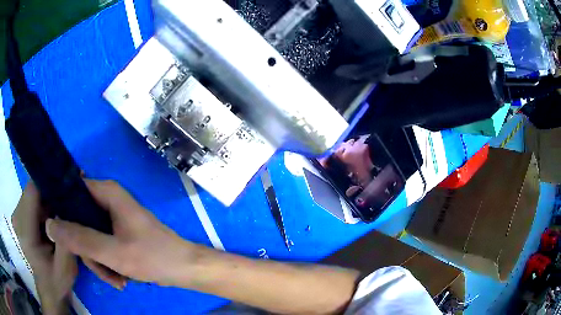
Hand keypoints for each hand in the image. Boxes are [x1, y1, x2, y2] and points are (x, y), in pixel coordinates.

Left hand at [12, 183, 76, 314]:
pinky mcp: (20, 215)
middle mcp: (17, 217)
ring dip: (49, 196)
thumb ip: (65, 239)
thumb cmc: (57, 281)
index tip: (71, 184)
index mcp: (25, 232)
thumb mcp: (67, 267)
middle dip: (52, 191)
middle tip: (73, 196)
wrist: (49, 289)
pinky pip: (33, 199)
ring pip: (34, 192)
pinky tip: (56, 213)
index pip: (32, 191)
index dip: (50, 184)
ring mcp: (17, 215)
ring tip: (66, 206)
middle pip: (33, 189)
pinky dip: (45, 202)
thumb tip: (69, 208)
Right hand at [45, 180, 201, 287]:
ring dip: (100, 262)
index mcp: (107, 193)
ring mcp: (112, 218)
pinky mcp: (117, 233)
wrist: (184, 269)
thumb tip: (50, 225)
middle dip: (88, 251)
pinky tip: (121, 278)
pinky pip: (101, 245)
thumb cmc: (153, 257)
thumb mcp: (113, 252)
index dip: (63, 213)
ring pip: (90, 237)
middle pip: (80, 221)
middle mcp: (108, 200)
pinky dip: (108, 263)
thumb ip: (80, 239)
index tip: (63, 239)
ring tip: (117, 279)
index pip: (71, 191)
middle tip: (102, 270)